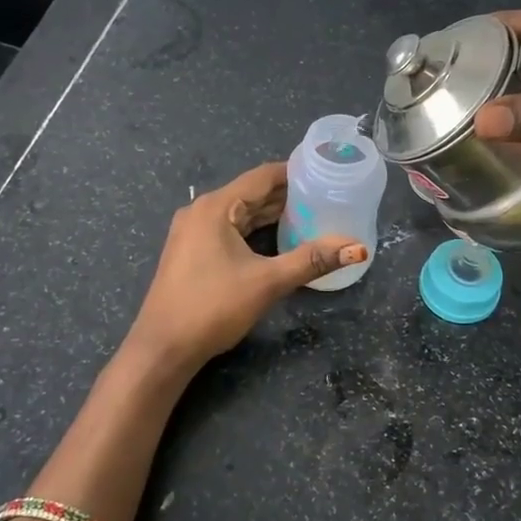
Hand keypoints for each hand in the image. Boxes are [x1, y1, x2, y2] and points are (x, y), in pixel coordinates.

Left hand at [126, 162, 367, 369]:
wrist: (162, 348)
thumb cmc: (213, 307)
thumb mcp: (267, 282)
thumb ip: (312, 260)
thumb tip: (358, 247)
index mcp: (216, 207)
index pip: (262, 176)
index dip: (295, 172)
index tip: (326, 173)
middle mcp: (201, 211)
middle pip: (251, 193)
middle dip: (287, 195)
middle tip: (326, 196)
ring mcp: (192, 232)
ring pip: (239, 213)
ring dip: (271, 213)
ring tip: (310, 215)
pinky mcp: (191, 252)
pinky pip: (229, 229)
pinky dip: (254, 230)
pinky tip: (277, 238)